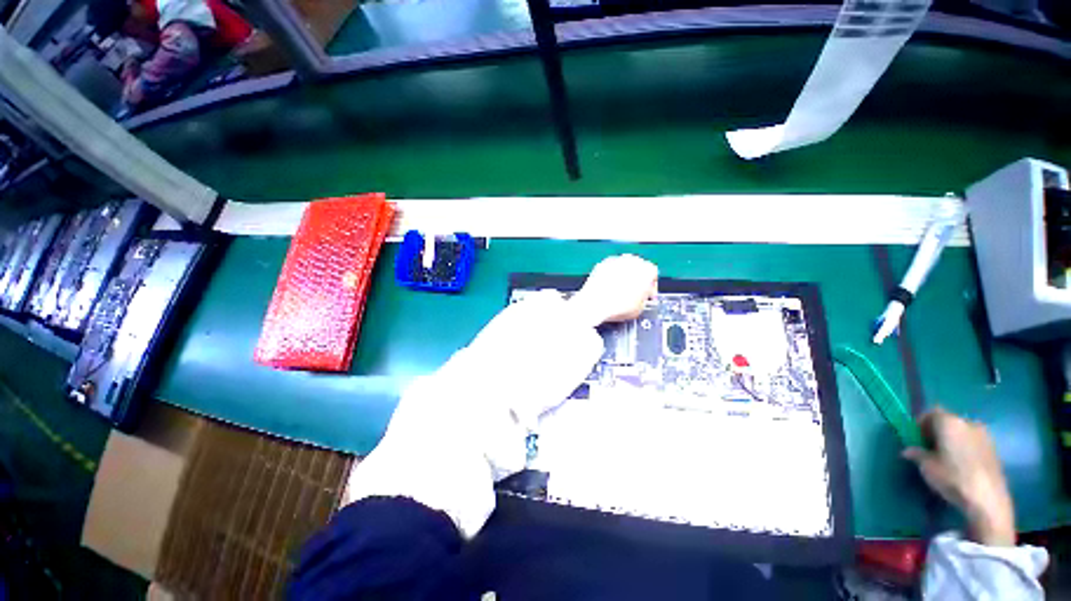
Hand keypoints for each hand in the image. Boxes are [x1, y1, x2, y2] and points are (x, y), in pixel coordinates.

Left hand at [569, 255, 657, 326]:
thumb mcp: (641, 308)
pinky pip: (609, 270)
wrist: (595, 304)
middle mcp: (632, 260)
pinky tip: (608, 289)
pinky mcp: (601, 264)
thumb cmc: (617, 305)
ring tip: (619, 292)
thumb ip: (644, 298)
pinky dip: (609, 277)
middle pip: (638, 268)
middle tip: (633, 293)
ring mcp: (615, 260)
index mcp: (647, 269)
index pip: (653, 275)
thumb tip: (640, 299)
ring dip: (623, 277)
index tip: (646, 295)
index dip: (650, 288)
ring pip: (623, 267)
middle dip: (636, 280)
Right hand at [903, 408, 1015, 545]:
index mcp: (949, 422)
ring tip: (947, 458)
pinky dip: (965, 448)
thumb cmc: (953, 477)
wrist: (987, 498)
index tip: (916, 438)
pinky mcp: (993, 448)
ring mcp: (984, 435)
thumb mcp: (927, 467)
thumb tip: (908, 451)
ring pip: (962, 432)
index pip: (931, 413)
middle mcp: (968, 422)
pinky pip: (973, 442)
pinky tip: (962, 465)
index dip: (921, 423)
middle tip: (930, 449)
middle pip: (948, 421)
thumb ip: (917, 454)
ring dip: (952, 440)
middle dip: (938, 432)